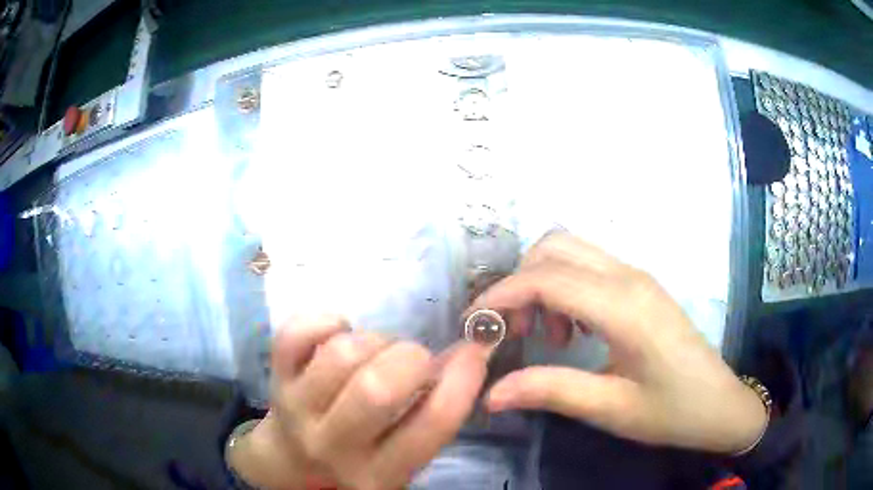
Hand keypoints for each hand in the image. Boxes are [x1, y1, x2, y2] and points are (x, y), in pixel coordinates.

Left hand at [228, 315, 489, 489]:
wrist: (291, 463)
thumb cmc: (357, 459)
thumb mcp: (399, 456)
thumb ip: (432, 414)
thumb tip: (473, 351)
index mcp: (380, 473)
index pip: (432, 424)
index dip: (464, 379)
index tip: (476, 350)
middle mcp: (334, 446)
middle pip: (378, 388)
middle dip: (411, 358)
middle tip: (413, 360)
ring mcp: (297, 409)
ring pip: (342, 355)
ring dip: (373, 340)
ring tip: (376, 351)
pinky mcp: (276, 377)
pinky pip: (297, 333)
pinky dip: (327, 320)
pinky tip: (340, 333)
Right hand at [470, 233, 766, 453]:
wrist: (719, 404)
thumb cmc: (671, 411)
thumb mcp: (610, 408)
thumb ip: (550, 391)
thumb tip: (490, 393)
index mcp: (624, 307)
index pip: (546, 278)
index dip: (501, 296)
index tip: (475, 326)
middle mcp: (629, 278)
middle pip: (555, 247)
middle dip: (520, 283)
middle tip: (516, 332)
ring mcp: (637, 277)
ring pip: (572, 250)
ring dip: (543, 282)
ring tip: (549, 335)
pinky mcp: (641, 285)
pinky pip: (590, 266)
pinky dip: (565, 286)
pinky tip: (573, 329)